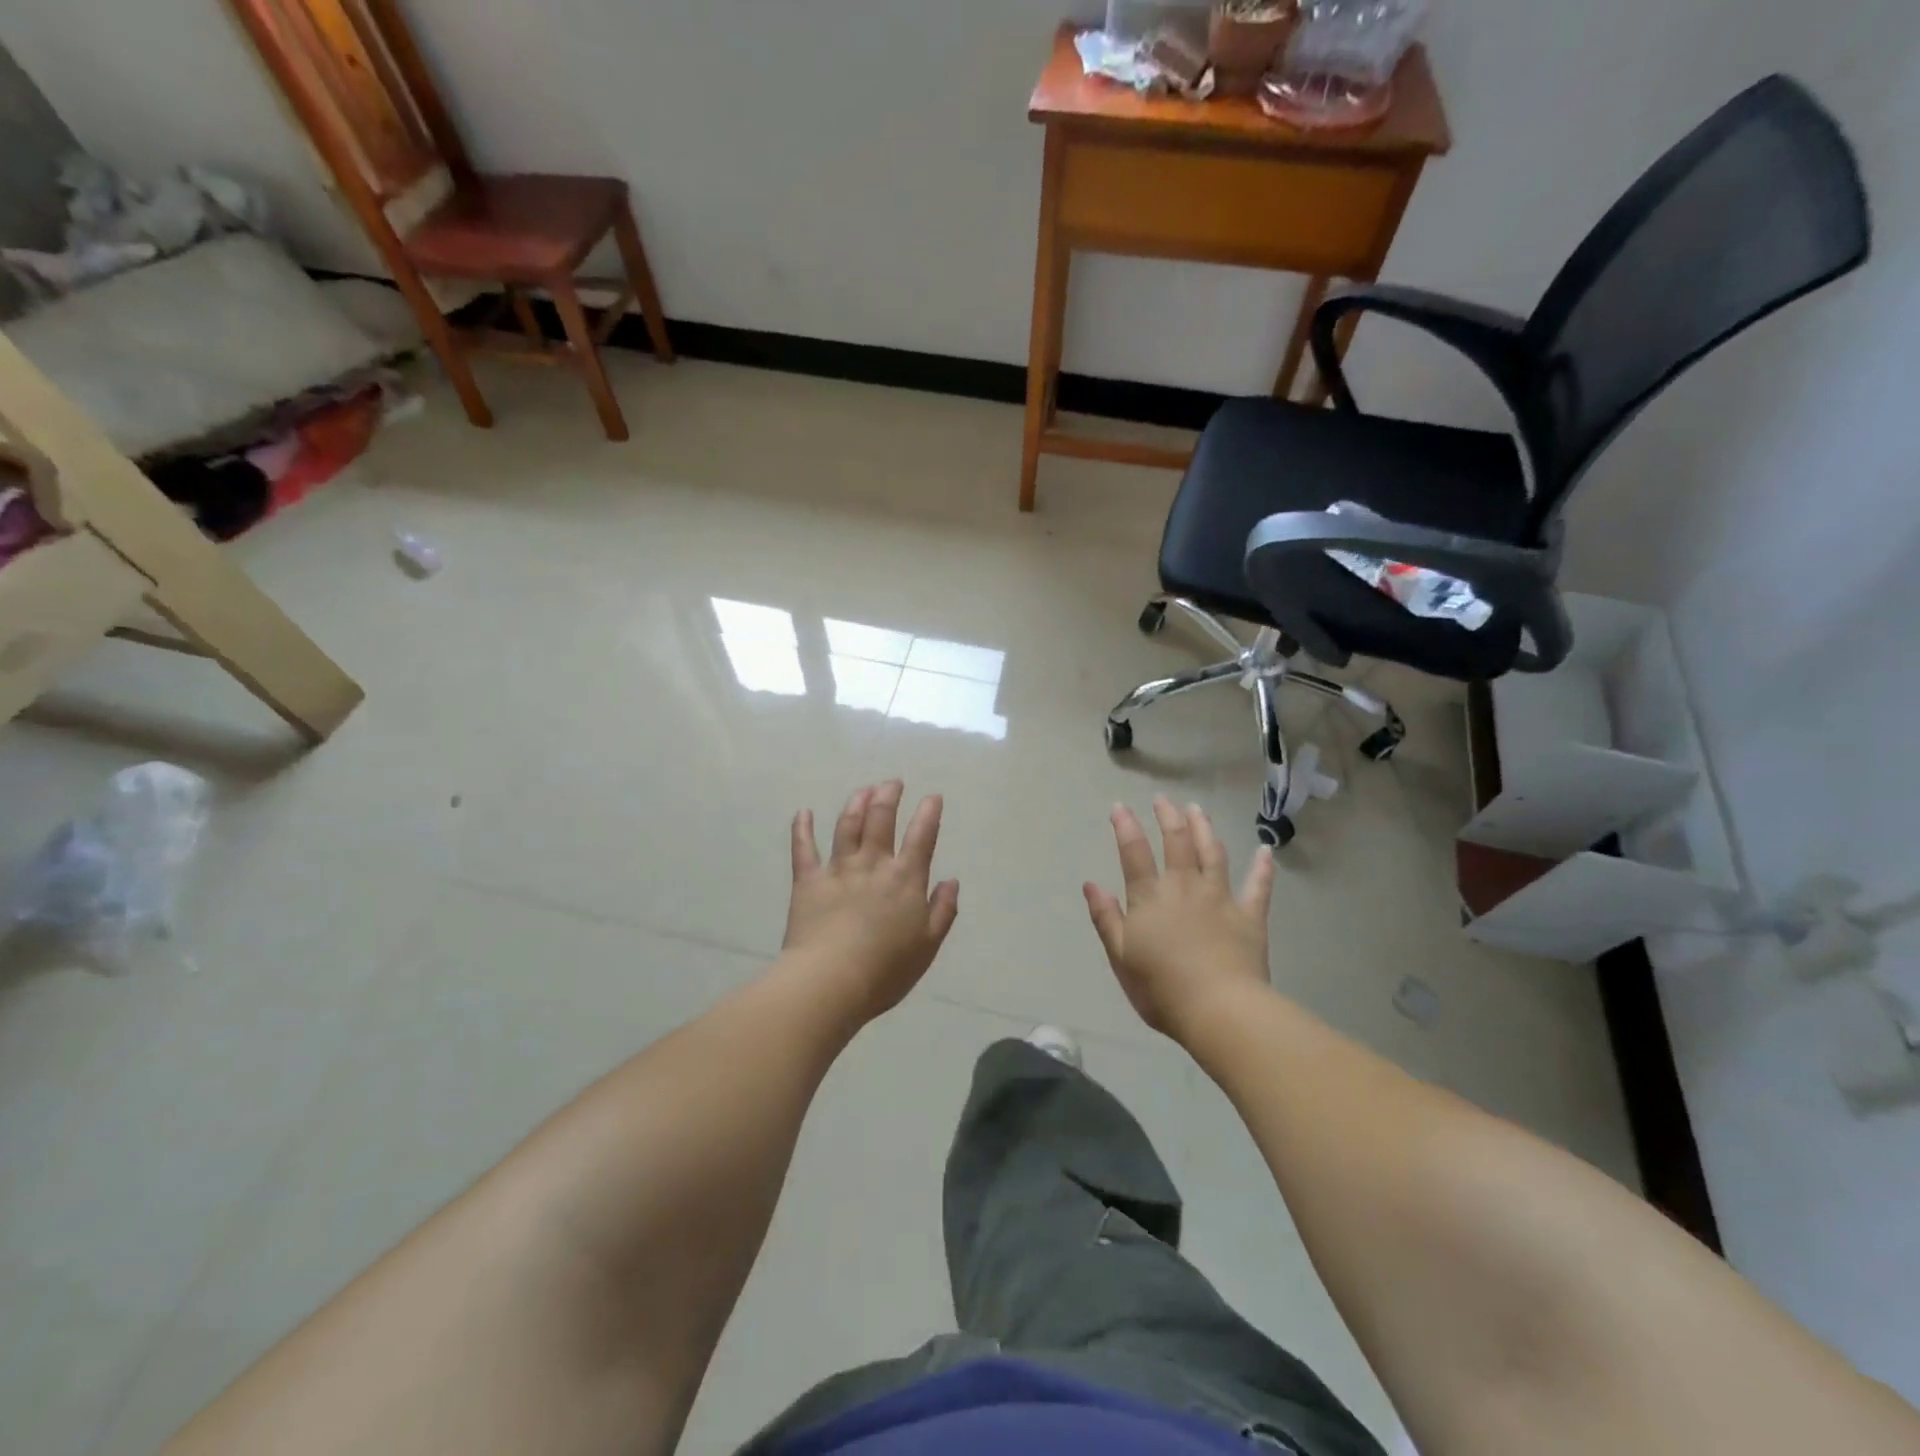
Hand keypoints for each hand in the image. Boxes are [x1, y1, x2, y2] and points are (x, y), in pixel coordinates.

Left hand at [782, 781, 959, 1023]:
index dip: (929, 813)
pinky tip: (803, 812)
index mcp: (905, 879)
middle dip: (888, 796)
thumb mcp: (928, 945)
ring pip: (847, 826)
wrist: (831, 981)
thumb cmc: (885, 970)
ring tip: (863, 790)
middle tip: (892, 782)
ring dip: (856, 803)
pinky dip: (802, 828)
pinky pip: (804, 848)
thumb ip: (942, 910)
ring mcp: (838, 869)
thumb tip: (951, 881)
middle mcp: (873, 864)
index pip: (921, 836)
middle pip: (881, 819)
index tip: (932, 797)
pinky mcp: (808, 880)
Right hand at [1084, 797, 1275, 1042]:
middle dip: (1168, 817)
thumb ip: (1106, 918)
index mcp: (1150, 898)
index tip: (1119, 806)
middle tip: (1162, 800)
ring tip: (1197, 810)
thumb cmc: (1161, 989)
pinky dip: (1262, 867)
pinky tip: (1266, 851)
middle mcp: (1184, 887)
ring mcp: (1220, 898)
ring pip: (1212, 853)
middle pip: (1176, 842)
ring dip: (1204, 829)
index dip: (1125, 827)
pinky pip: (1258, 886)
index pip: (1134, 853)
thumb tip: (1091, 884)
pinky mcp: (1249, 916)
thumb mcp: (1120, 956)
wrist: (1219, 1010)